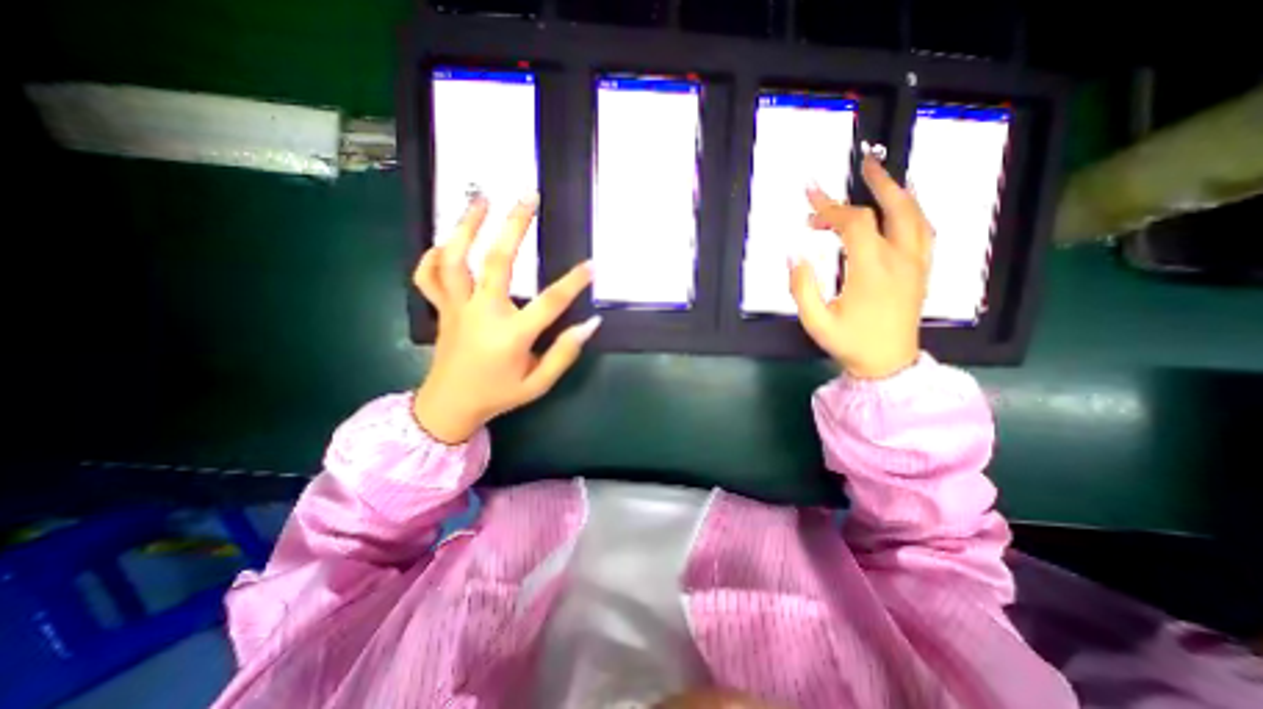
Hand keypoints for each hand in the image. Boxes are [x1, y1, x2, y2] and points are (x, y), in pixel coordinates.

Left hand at [411, 193, 597, 441]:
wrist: (448, 407)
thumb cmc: (498, 394)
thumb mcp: (539, 383)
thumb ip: (564, 353)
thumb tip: (591, 324)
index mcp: (511, 335)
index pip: (549, 302)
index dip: (573, 282)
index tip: (592, 265)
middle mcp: (482, 313)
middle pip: (497, 261)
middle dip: (514, 225)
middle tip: (528, 196)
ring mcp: (457, 307)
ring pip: (455, 259)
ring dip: (467, 225)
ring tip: (481, 198)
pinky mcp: (441, 309)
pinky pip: (428, 276)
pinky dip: (433, 255)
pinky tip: (446, 241)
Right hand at [791, 151, 929, 380]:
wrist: (889, 364)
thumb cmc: (850, 343)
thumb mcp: (816, 322)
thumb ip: (802, 288)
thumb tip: (794, 254)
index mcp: (873, 270)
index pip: (855, 224)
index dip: (831, 208)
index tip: (810, 200)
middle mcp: (900, 260)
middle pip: (895, 208)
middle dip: (876, 183)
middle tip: (863, 163)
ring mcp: (917, 264)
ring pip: (916, 215)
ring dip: (899, 191)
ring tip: (882, 175)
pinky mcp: (922, 271)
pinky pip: (925, 231)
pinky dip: (915, 210)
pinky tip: (906, 203)